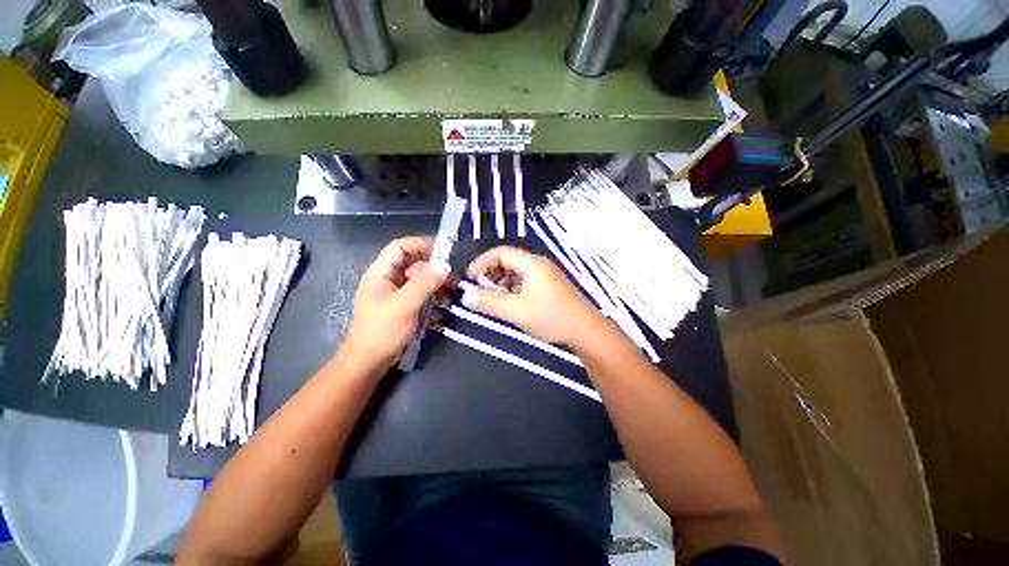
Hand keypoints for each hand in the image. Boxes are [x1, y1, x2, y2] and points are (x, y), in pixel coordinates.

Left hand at [343, 237, 450, 371]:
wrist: (370, 361)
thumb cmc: (382, 330)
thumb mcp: (404, 305)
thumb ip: (424, 283)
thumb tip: (445, 264)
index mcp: (381, 273)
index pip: (400, 247)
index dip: (420, 245)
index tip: (443, 252)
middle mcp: (388, 279)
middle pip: (413, 263)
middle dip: (433, 268)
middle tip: (453, 277)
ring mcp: (396, 293)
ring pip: (419, 279)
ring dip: (436, 284)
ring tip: (451, 293)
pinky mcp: (403, 305)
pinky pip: (420, 293)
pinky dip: (432, 296)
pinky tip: (443, 305)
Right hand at [462, 246, 601, 345]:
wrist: (585, 331)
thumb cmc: (551, 317)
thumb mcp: (516, 311)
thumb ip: (489, 303)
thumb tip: (465, 296)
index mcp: (531, 264)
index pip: (500, 253)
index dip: (482, 263)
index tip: (469, 278)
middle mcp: (537, 265)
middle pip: (507, 262)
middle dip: (490, 274)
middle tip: (479, 291)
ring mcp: (544, 277)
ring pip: (515, 274)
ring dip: (500, 284)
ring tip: (491, 300)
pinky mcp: (547, 288)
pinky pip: (523, 283)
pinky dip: (511, 290)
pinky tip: (507, 303)